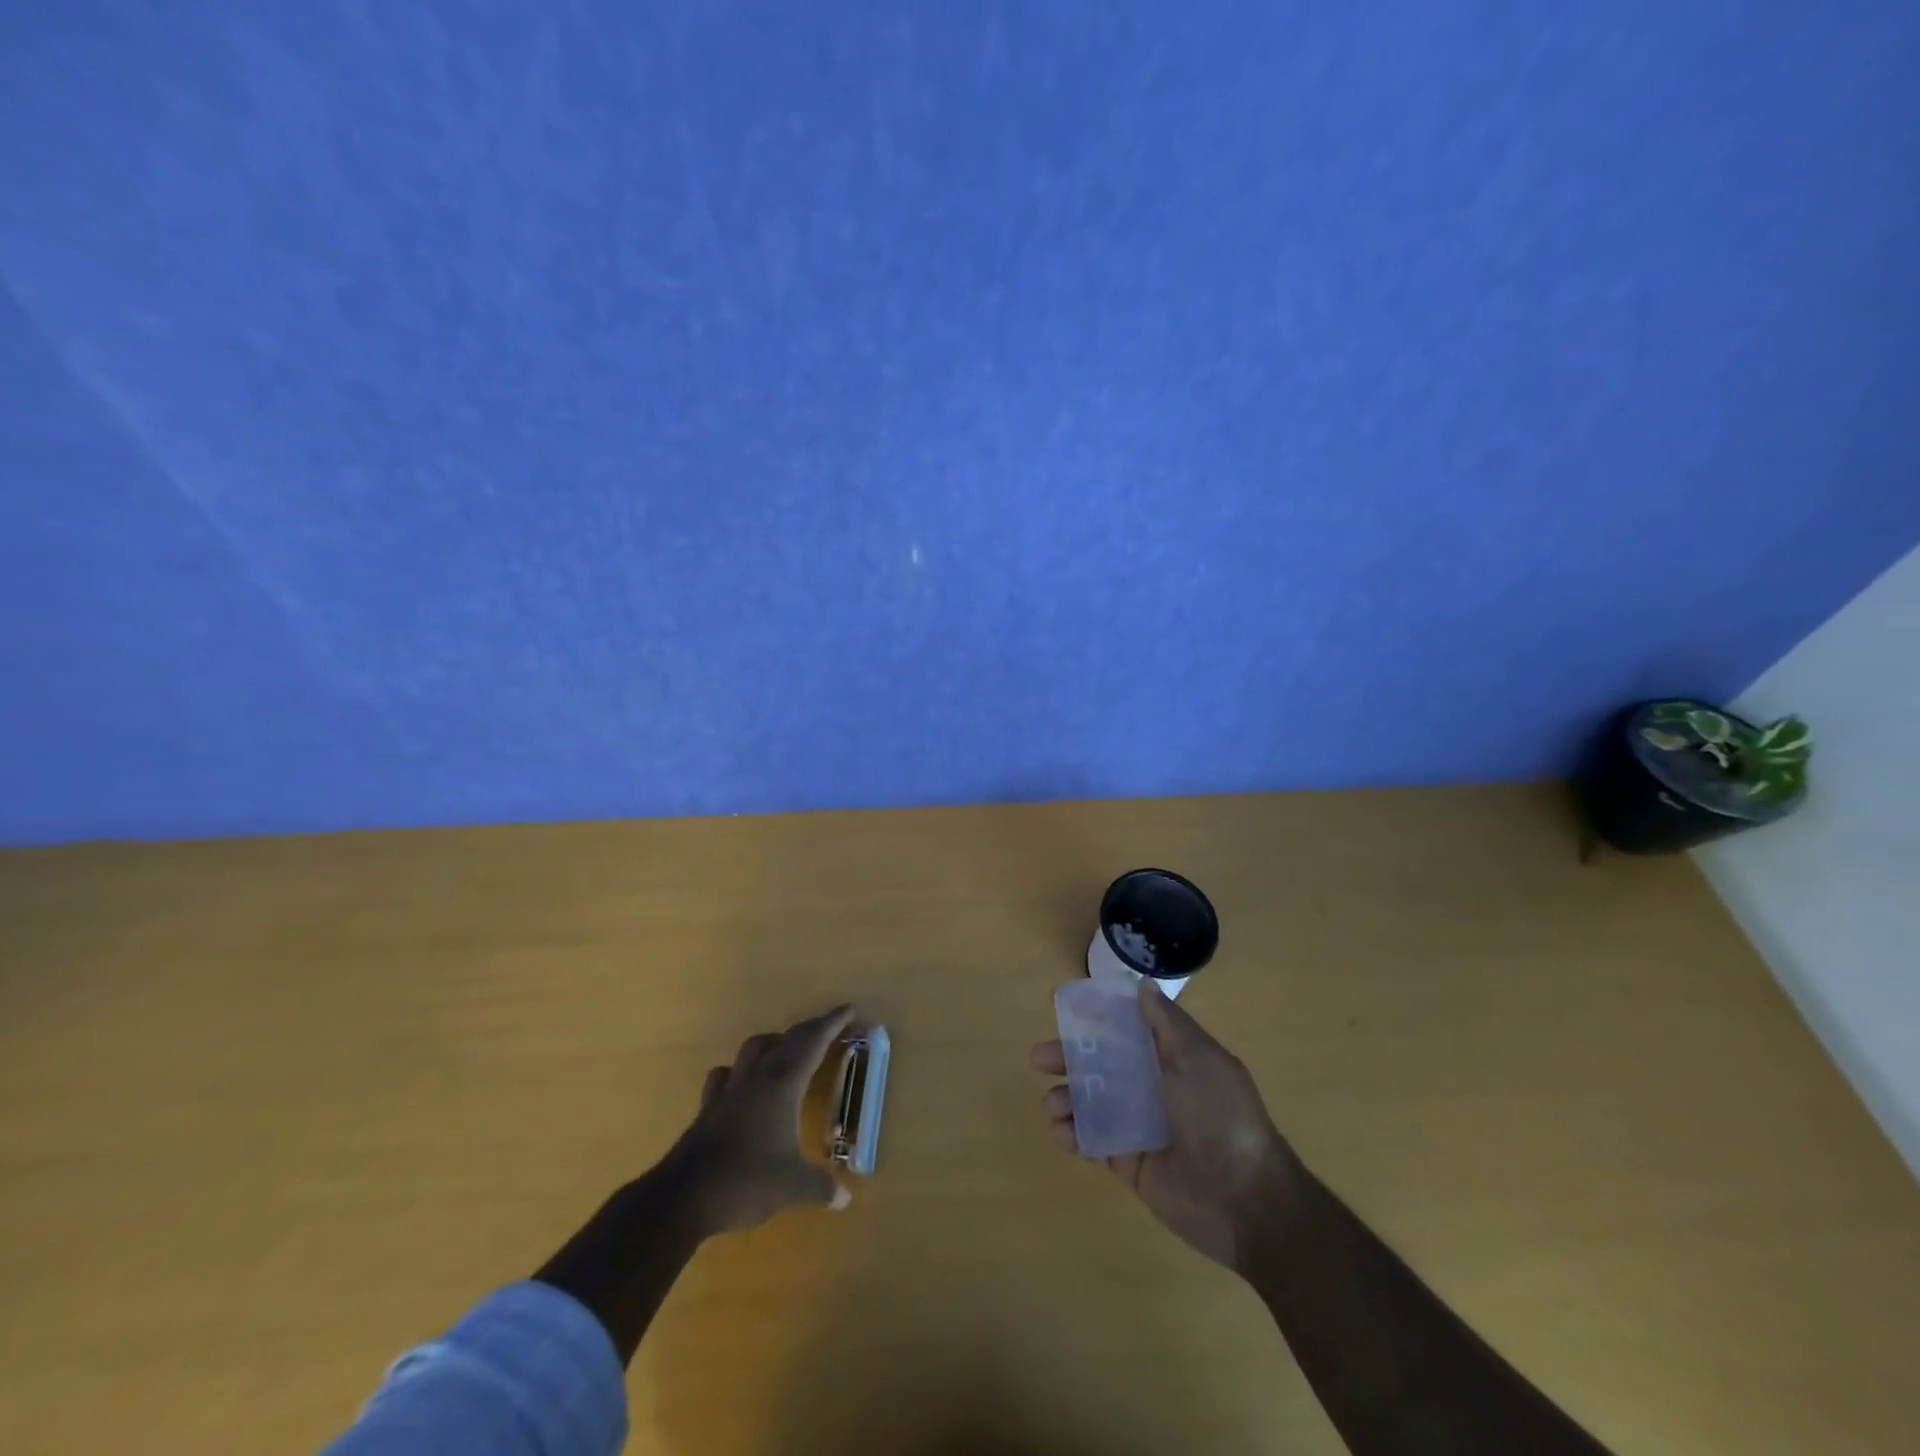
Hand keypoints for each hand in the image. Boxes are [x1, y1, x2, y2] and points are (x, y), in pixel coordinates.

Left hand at [671, 1004, 855, 1236]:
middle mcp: (757, 1076)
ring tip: (787, 1052)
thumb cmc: (746, 1181)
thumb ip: (821, 1187)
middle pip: (787, 1039)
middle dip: (811, 1029)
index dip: (832, 1023)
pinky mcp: (709, 1105)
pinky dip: (740, 1070)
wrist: (684, 1197)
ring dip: (775, 1043)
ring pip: (754, 1048)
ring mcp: (730, 1088)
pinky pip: (727, 1074)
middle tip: (829, 1028)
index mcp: (783, 1083)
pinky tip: (743, 1082)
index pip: (813, 1042)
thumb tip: (845, 1199)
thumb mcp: (793, 1187)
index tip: (850, 1009)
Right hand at [1032, 979, 1301, 1270]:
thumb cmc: (1221, 1115)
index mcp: (1171, 1058)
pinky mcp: (1128, 1161)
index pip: (1126, 1031)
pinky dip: (1073, 1133)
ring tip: (1053, 1104)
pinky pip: (1094, 1140)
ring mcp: (1138, 1125)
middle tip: (1038, 1059)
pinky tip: (1061, 1130)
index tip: (1066, 1014)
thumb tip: (1143, 983)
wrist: (1245, 1198)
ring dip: (1066, 1097)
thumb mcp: (1198, 1058)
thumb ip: (1167, 1023)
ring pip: (1091, 1102)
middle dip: (1069, 1059)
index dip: (1096, 1021)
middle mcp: (1152, 1087)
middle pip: (1100, 1065)